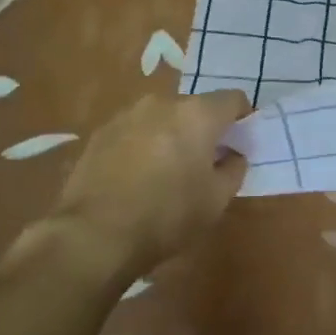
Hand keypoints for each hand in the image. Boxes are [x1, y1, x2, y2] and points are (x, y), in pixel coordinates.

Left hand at [3, 91, 249, 286]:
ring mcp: (126, 115)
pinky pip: (134, 132)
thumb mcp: (217, 200)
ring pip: (161, 118)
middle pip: (195, 108)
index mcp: (197, 114)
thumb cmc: (167, 216)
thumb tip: (233, 155)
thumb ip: (234, 169)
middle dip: (204, 129)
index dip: (242, 118)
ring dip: (170, 136)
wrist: (93, 235)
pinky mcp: (99, 133)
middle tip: (204, 163)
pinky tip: (136, 178)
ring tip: (166, 171)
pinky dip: (142, 146)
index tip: (240, 143)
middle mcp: (162, 103)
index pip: (233, 99)